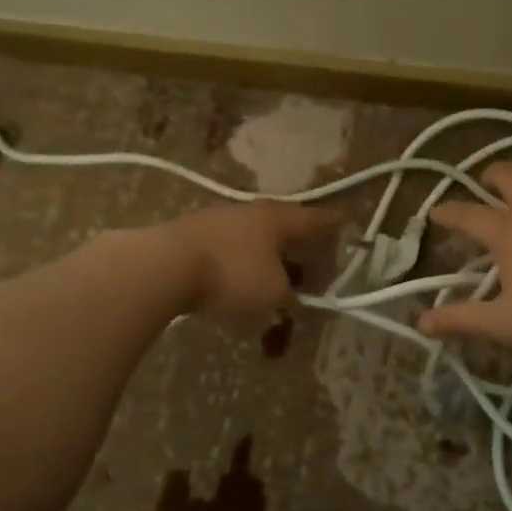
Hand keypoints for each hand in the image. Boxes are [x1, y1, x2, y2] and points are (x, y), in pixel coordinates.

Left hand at [158, 202, 341, 314]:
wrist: (163, 266)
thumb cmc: (232, 275)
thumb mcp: (274, 293)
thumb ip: (291, 296)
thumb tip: (294, 298)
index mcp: (280, 219)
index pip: (318, 219)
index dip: (335, 225)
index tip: (348, 225)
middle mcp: (253, 212)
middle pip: (286, 228)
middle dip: (300, 249)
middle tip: (312, 268)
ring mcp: (219, 220)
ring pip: (256, 239)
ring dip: (269, 260)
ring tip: (275, 283)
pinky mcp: (193, 235)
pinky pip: (230, 250)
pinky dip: (242, 265)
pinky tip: (238, 284)